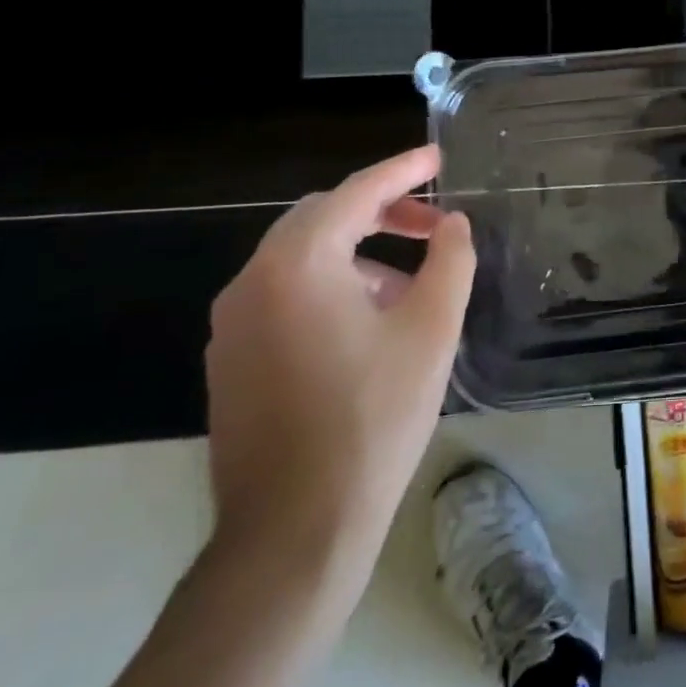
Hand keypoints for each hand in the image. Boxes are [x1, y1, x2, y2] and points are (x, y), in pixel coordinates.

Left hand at [206, 147, 475, 607]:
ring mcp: (233, 325)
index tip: (438, 158)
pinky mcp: (232, 362)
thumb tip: (453, 225)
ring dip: (359, 252)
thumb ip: (450, 260)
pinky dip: (332, 285)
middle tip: (434, 225)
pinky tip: (370, 323)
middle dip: (382, 212)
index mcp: (297, 264)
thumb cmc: (374, 416)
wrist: (296, 529)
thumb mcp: (431, 328)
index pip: (356, 193)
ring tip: (411, 282)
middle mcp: (252, 282)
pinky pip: (286, 296)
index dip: (403, 170)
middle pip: (322, 219)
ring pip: (302, 259)